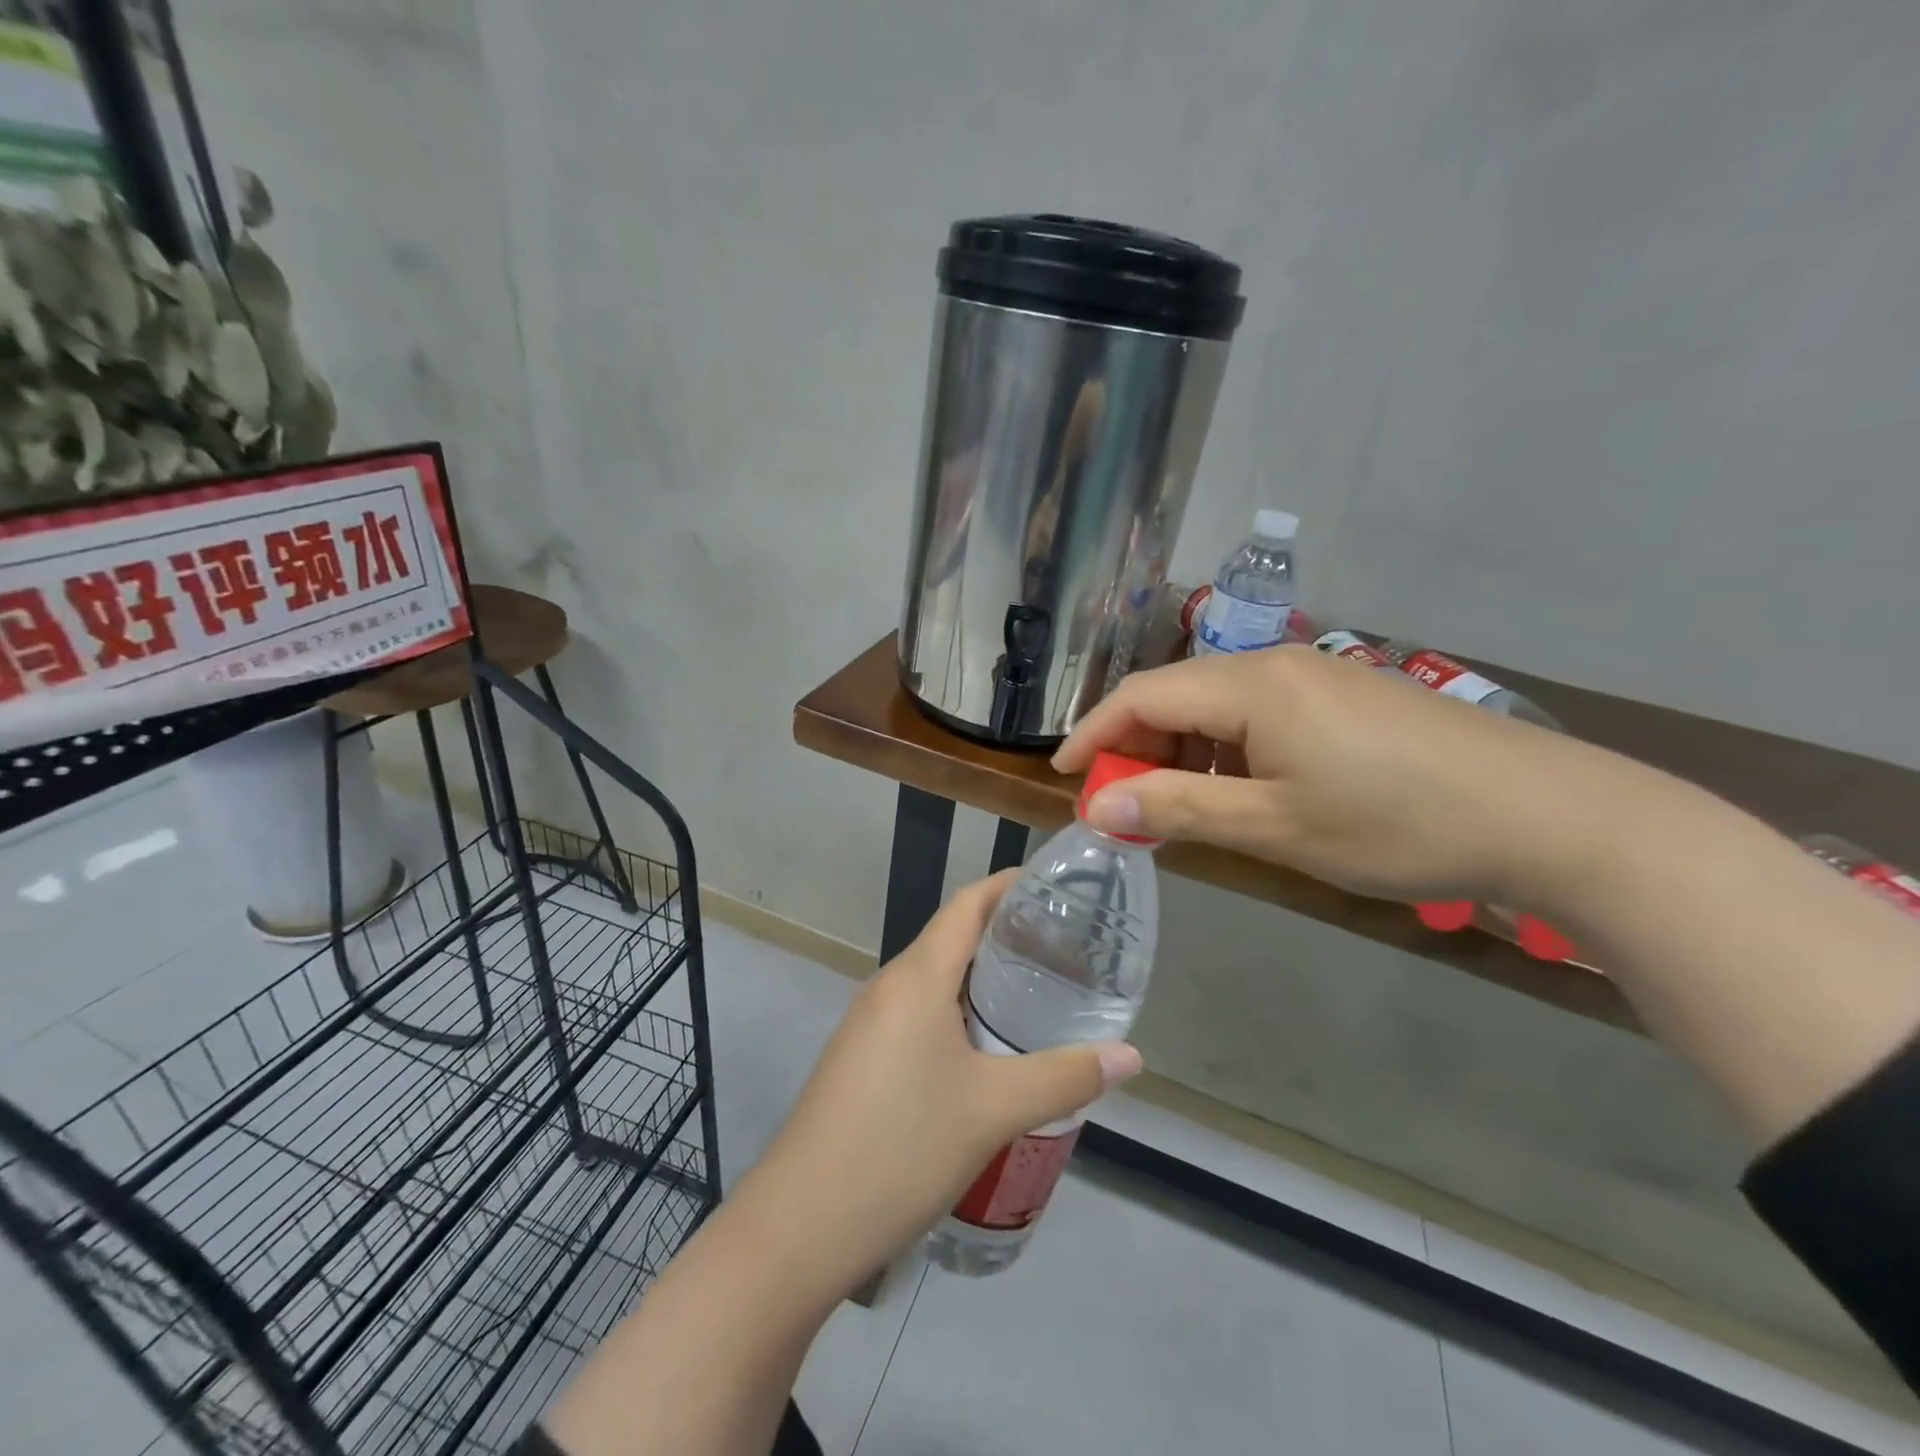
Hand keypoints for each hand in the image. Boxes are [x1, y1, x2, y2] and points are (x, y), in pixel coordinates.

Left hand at [732, 872, 1142, 1302]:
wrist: (800, 1225)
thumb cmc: (902, 1147)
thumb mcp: (994, 1110)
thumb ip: (1065, 1077)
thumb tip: (1131, 1056)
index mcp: (916, 977)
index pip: (966, 905)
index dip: (1008, 887)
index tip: (1055, 890)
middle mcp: (888, 986)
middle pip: (952, 939)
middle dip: (1006, 937)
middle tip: (1065, 951)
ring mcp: (868, 1023)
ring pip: (935, 981)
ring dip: (983, 980)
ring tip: (1037, 997)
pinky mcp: (860, 1058)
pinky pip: (918, 1014)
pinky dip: (958, 1013)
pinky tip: (988, 1051)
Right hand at [1054, 646, 1590, 908]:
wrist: (1550, 816)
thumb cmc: (1398, 824)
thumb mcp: (1276, 826)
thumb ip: (1180, 810)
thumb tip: (1098, 806)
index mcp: (1253, 685)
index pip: (1143, 695)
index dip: (1095, 733)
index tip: (1063, 775)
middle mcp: (1277, 664)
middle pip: (1177, 694)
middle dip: (1137, 746)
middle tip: (1121, 804)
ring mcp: (1317, 676)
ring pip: (1218, 705)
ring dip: (1182, 751)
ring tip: (1174, 807)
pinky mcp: (1345, 698)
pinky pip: (1259, 714)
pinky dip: (1226, 751)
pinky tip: (1237, 791)